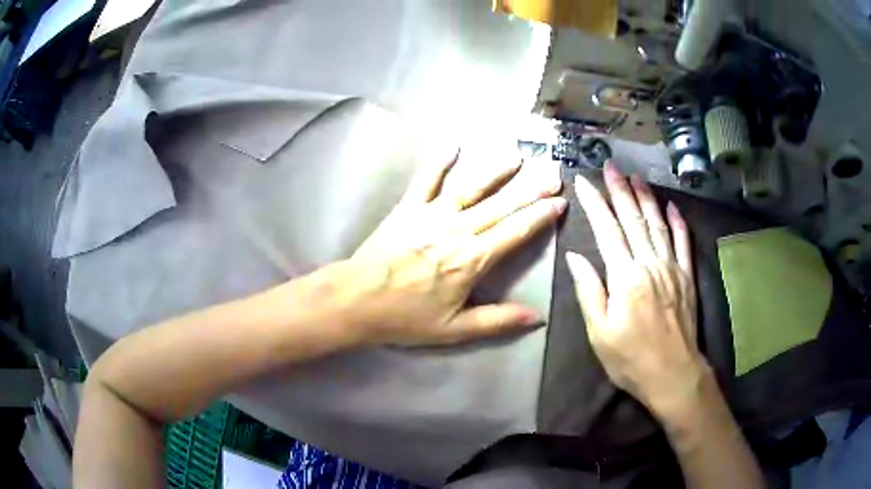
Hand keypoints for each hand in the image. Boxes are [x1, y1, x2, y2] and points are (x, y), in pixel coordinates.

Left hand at [338, 151, 565, 346]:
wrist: (357, 299)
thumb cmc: (406, 317)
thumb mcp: (455, 330)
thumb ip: (498, 321)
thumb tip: (538, 317)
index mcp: (473, 260)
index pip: (516, 232)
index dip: (540, 216)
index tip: (559, 202)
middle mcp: (458, 230)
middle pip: (501, 206)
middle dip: (530, 189)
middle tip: (552, 174)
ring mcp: (432, 214)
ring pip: (471, 187)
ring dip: (495, 171)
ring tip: (516, 157)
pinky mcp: (408, 208)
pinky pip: (426, 180)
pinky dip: (440, 161)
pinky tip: (453, 145)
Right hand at [566, 163, 707, 416]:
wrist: (673, 374)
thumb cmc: (630, 359)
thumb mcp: (599, 333)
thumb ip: (589, 291)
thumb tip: (575, 257)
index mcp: (625, 277)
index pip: (606, 230)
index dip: (594, 203)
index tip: (583, 181)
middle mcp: (649, 264)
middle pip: (633, 219)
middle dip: (620, 190)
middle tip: (611, 166)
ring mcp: (671, 268)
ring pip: (658, 224)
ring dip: (646, 198)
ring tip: (637, 176)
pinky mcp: (686, 277)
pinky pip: (683, 242)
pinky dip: (678, 222)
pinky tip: (672, 205)